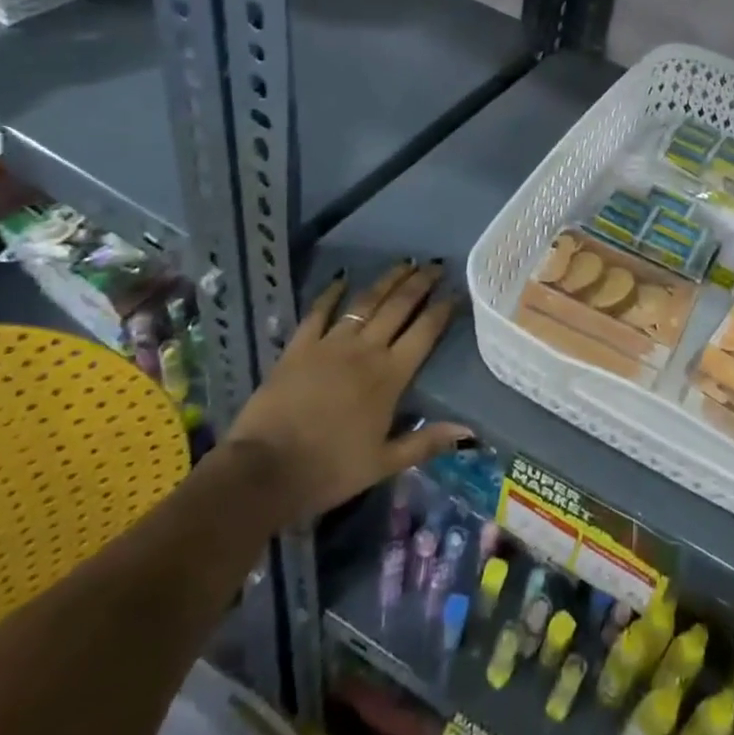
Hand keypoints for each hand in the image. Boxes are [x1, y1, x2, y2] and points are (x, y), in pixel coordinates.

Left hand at [226, 261, 470, 525]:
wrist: (264, 470)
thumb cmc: (330, 470)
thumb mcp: (384, 463)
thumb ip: (426, 441)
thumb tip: (469, 429)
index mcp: (390, 376)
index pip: (425, 332)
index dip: (443, 310)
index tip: (457, 292)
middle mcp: (366, 350)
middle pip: (399, 307)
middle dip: (420, 283)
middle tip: (435, 264)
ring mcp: (331, 344)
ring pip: (366, 302)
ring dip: (387, 281)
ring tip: (404, 263)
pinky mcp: (299, 346)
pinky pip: (319, 311)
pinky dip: (331, 293)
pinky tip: (342, 278)